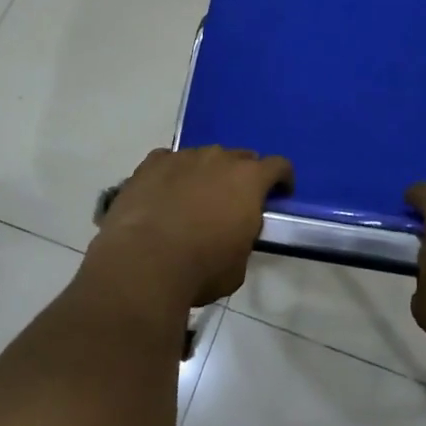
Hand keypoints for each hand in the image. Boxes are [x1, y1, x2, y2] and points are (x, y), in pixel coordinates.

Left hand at [88, 147, 292, 309]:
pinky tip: (164, 193)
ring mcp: (182, 157)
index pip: (278, 166)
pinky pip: (169, 161)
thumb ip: (244, 237)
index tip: (280, 194)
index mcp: (249, 180)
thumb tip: (235, 232)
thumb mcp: (239, 264)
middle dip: (242, 175)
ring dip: (206, 173)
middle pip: (240, 157)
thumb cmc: (201, 269)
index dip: (282, 179)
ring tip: (194, 199)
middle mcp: (218, 158)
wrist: (143, 264)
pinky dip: (172, 174)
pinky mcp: (151, 164)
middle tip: (234, 201)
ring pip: (203, 157)